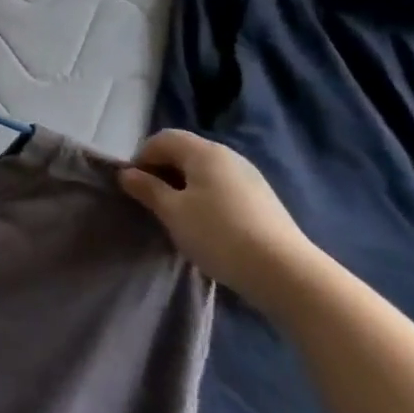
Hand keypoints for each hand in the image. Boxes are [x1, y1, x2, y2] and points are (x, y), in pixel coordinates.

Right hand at [118, 129, 322, 309]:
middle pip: (184, 151)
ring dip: (184, 186)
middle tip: (152, 202)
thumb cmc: (219, 235)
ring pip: (204, 171)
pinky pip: (223, 187)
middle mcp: (228, 155)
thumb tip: (127, 173)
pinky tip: (207, 225)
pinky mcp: (263, 199)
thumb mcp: (173, 212)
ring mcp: (249, 177)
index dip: (142, 158)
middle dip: (162, 171)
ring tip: (178, 216)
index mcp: (203, 152)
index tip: (134, 187)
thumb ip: (147, 189)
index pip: (162, 139)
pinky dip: (206, 197)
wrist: (286, 273)